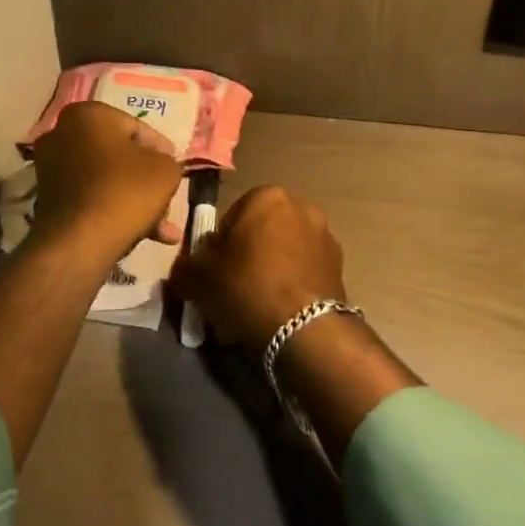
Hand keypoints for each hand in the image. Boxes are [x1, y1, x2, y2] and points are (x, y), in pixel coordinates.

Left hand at [31, 101, 183, 261]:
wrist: (78, 242)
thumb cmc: (125, 191)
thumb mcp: (165, 170)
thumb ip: (168, 160)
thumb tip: (160, 163)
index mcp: (88, 114)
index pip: (136, 128)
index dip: (161, 150)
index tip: (174, 168)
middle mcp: (62, 134)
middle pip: (118, 155)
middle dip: (145, 179)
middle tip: (166, 196)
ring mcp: (50, 167)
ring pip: (106, 179)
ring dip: (134, 199)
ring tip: (163, 226)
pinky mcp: (47, 198)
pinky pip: (91, 197)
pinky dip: (114, 210)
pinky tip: (144, 234)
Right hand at [171, 185, 344, 355]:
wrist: (304, 329)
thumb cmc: (247, 287)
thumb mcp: (199, 278)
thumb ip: (186, 267)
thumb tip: (184, 270)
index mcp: (267, 196)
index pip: (231, 217)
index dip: (218, 248)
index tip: (214, 274)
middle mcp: (301, 206)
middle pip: (261, 232)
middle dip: (248, 256)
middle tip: (233, 289)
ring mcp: (325, 235)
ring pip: (284, 251)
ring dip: (271, 270)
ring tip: (257, 305)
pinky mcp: (340, 266)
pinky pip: (304, 271)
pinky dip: (292, 284)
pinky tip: (280, 311)